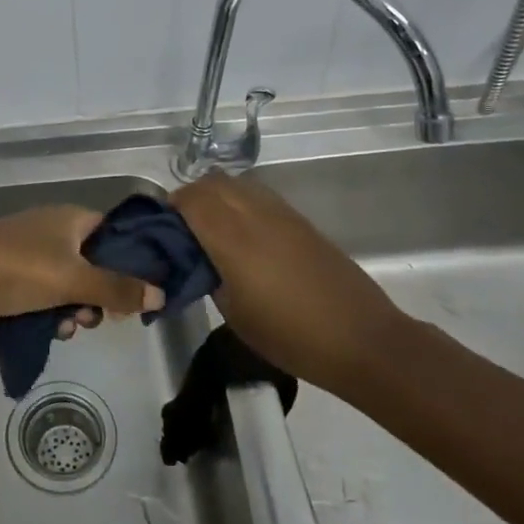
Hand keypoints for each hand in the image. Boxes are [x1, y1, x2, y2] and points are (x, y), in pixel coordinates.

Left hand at [0, 205, 163, 332]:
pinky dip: (49, 310)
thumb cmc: (18, 270)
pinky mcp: (9, 273)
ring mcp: (28, 251)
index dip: (129, 261)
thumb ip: (118, 289)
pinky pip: (42, 292)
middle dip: (97, 294)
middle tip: (93, 317)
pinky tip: (48, 330)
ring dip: (72, 308)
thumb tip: (161, 294)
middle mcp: (51, 229)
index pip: (113, 233)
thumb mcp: (74, 280)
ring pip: (67, 282)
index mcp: (70, 218)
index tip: (135, 292)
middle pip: (92, 262)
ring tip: (66, 328)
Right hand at [169, 171, 417, 390]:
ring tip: (210, 229)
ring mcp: (283, 214)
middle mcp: (256, 215)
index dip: (170, 207)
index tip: (161, 229)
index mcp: (233, 239)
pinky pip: (260, 197)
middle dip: (190, 197)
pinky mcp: (302, 222)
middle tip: (181, 228)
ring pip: (238, 184)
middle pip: (213, 183)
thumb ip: (208, 276)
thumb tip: (198, 259)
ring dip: (217, 196)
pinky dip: (240, 203)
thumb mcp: (233, 313)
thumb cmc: (290, 336)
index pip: (191, 199)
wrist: (362, 340)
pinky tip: (242, 236)